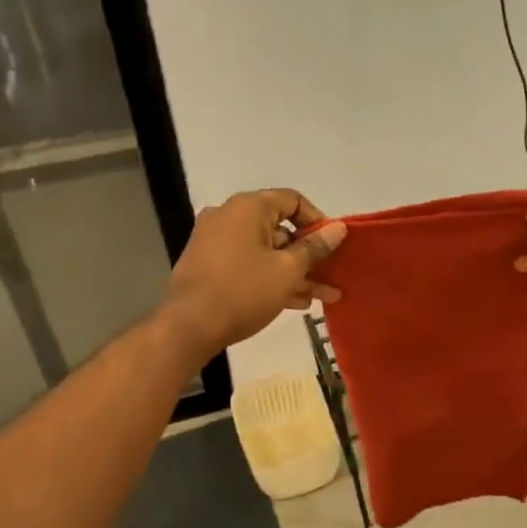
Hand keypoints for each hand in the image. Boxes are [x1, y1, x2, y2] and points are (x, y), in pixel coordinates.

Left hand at [162, 189, 346, 356]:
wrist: (188, 327)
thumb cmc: (243, 291)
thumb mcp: (288, 270)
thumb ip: (315, 247)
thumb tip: (338, 229)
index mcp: (247, 208)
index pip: (292, 200)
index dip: (318, 221)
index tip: (333, 245)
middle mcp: (228, 217)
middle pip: (280, 228)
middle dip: (310, 255)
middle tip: (332, 276)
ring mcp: (216, 242)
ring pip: (266, 251)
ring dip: (295, 272)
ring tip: (323, 297)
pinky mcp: (209, 266)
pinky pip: (249, 264)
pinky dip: (271, 277)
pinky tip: (296, 302)